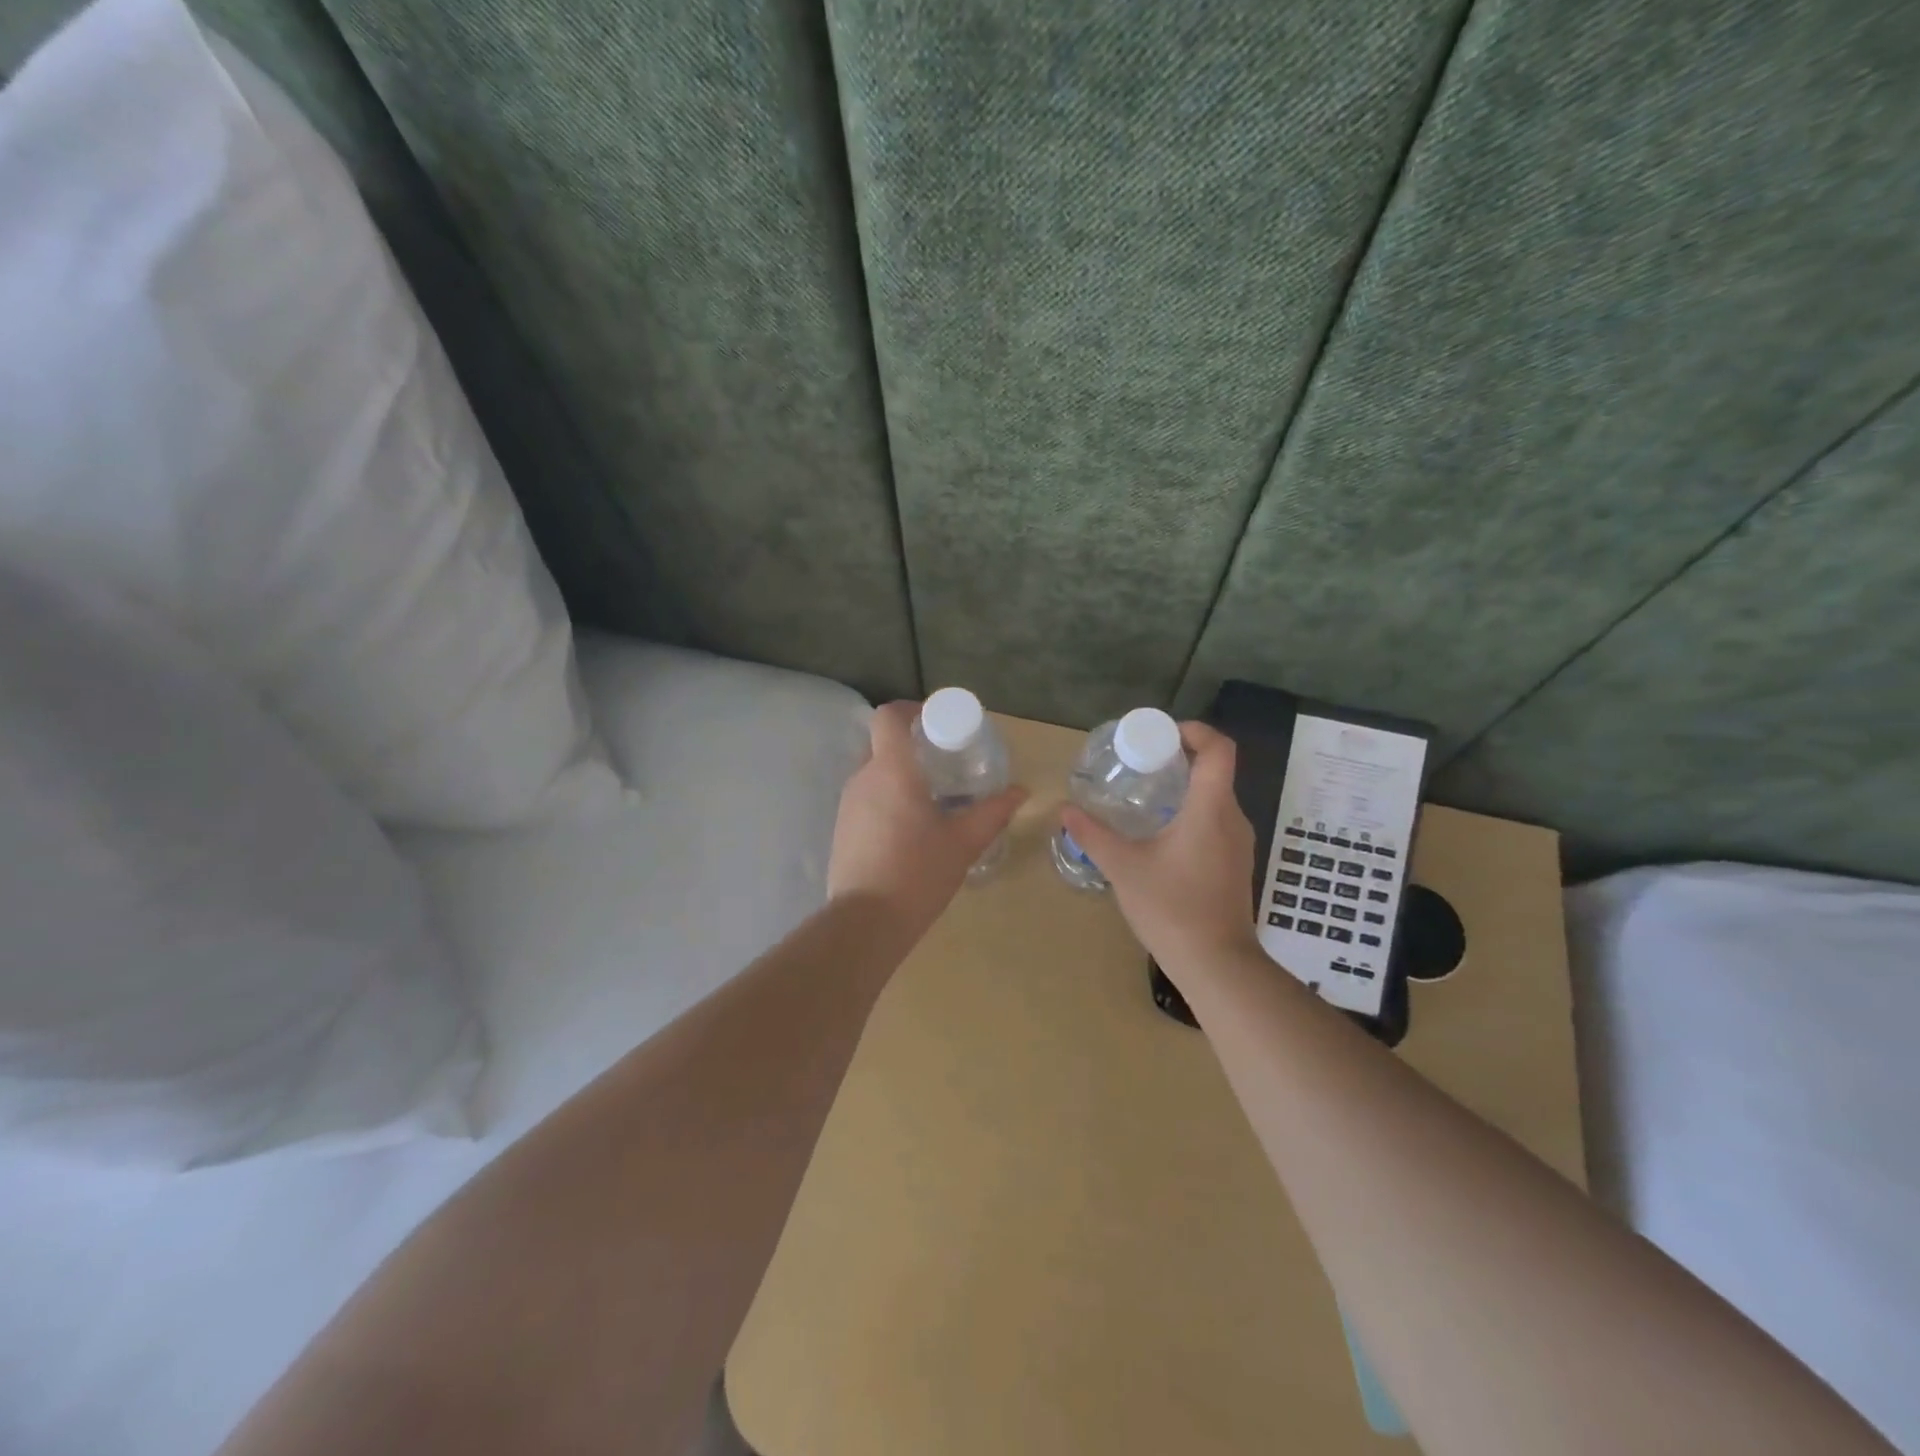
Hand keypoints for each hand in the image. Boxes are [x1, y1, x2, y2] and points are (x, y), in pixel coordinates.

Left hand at [828, 701, 1026, 944]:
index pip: (889, 716)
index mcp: (891, 770)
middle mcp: (863, 778)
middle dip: (912, 746)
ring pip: (874, 773)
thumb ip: (993, 812)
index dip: (910, 709)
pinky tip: (910, 828)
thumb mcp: (964, 842)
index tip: (936, 721)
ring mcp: (847, 805)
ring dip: (900, 775)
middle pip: (882, 743)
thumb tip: (1020, 792)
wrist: (866, 922)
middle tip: (944, 762)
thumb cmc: (918, 872)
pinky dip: (887, 799)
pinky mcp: (842, 829)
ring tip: (932, 797)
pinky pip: (866, 799)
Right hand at [1059, 720, 1258, 981]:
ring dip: (1185, 786)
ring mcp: (1239, 843)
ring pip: (1216, 797)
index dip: (1195, 731)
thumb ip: (1093, 834)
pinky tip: (1161, 833)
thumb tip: (1064, 810)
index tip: (1161, 735)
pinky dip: (1192, 812)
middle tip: (1141, 762)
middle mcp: (1232, 818)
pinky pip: (1217, 821)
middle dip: (1180, 757)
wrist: (1217, 964)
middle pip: (1216, 770)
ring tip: (1146, 794)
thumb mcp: (1123, 867)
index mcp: (1210, 809)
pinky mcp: (1236, 863)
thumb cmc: (1171, 908)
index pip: (1219, 749)